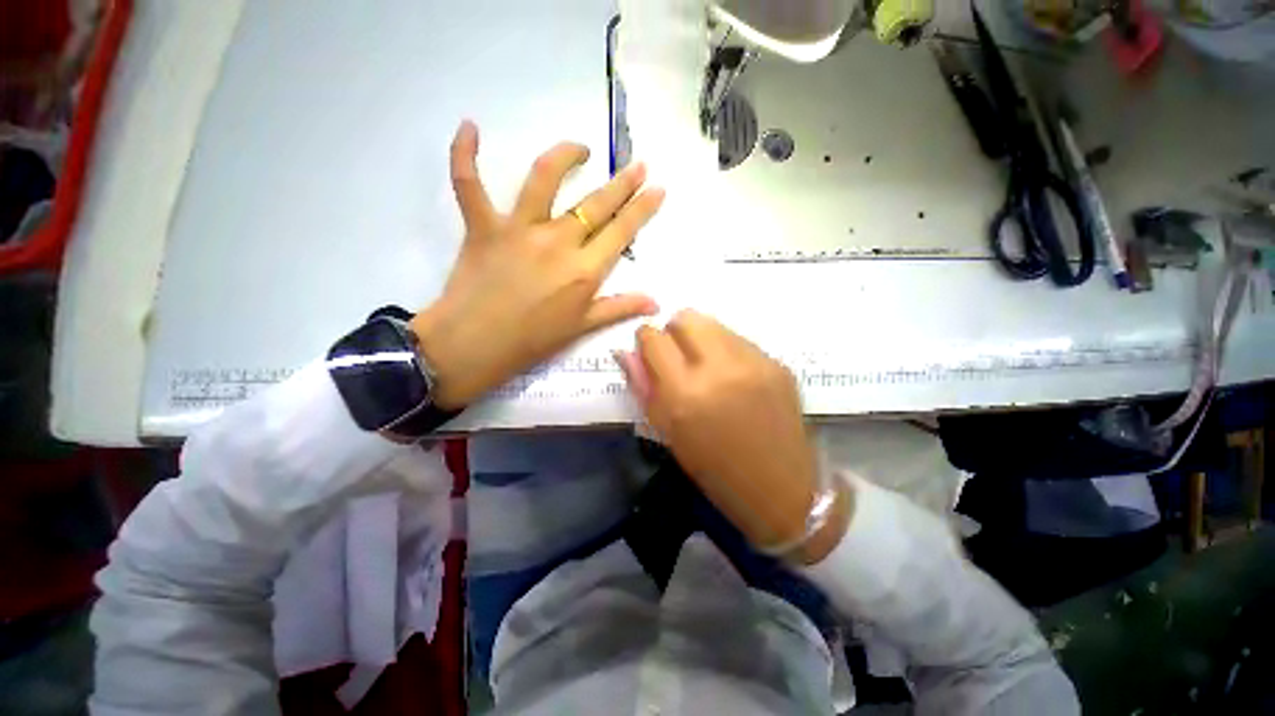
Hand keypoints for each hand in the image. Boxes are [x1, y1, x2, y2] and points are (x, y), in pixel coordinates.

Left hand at [411, 121, 664, 409]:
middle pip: (595, 204)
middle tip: (638, 164)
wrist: (476, 346)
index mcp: (585, 270)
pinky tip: (469, 126)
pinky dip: (464, 154)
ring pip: (544, 178)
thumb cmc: (533, 341)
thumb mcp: (582, 327)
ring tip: (581, 148)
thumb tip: (655, 303)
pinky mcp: (483, 226)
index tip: (658, 188)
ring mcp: (520, 229)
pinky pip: (469, 183)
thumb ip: (619, 308)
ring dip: (565, 156)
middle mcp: (558, 242)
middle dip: (622, 182)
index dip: (642, 209)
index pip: (621, 232)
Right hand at [616, 310, 851, 563]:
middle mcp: (719, 368)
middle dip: (674, 332)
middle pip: (686, 317)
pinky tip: (733, 377)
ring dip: (701, 339)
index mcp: (685, 394)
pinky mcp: (777, 363)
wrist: (780, 490)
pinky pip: (739, 339)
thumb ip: (643, 387)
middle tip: (678, 357)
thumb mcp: (668, 433)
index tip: (650, 352)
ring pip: (714, 324)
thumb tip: (625, 352)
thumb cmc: (714, 470)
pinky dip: (726, 350)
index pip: (653, 338)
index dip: (646, 340)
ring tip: (706, 367)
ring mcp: (753, 362)